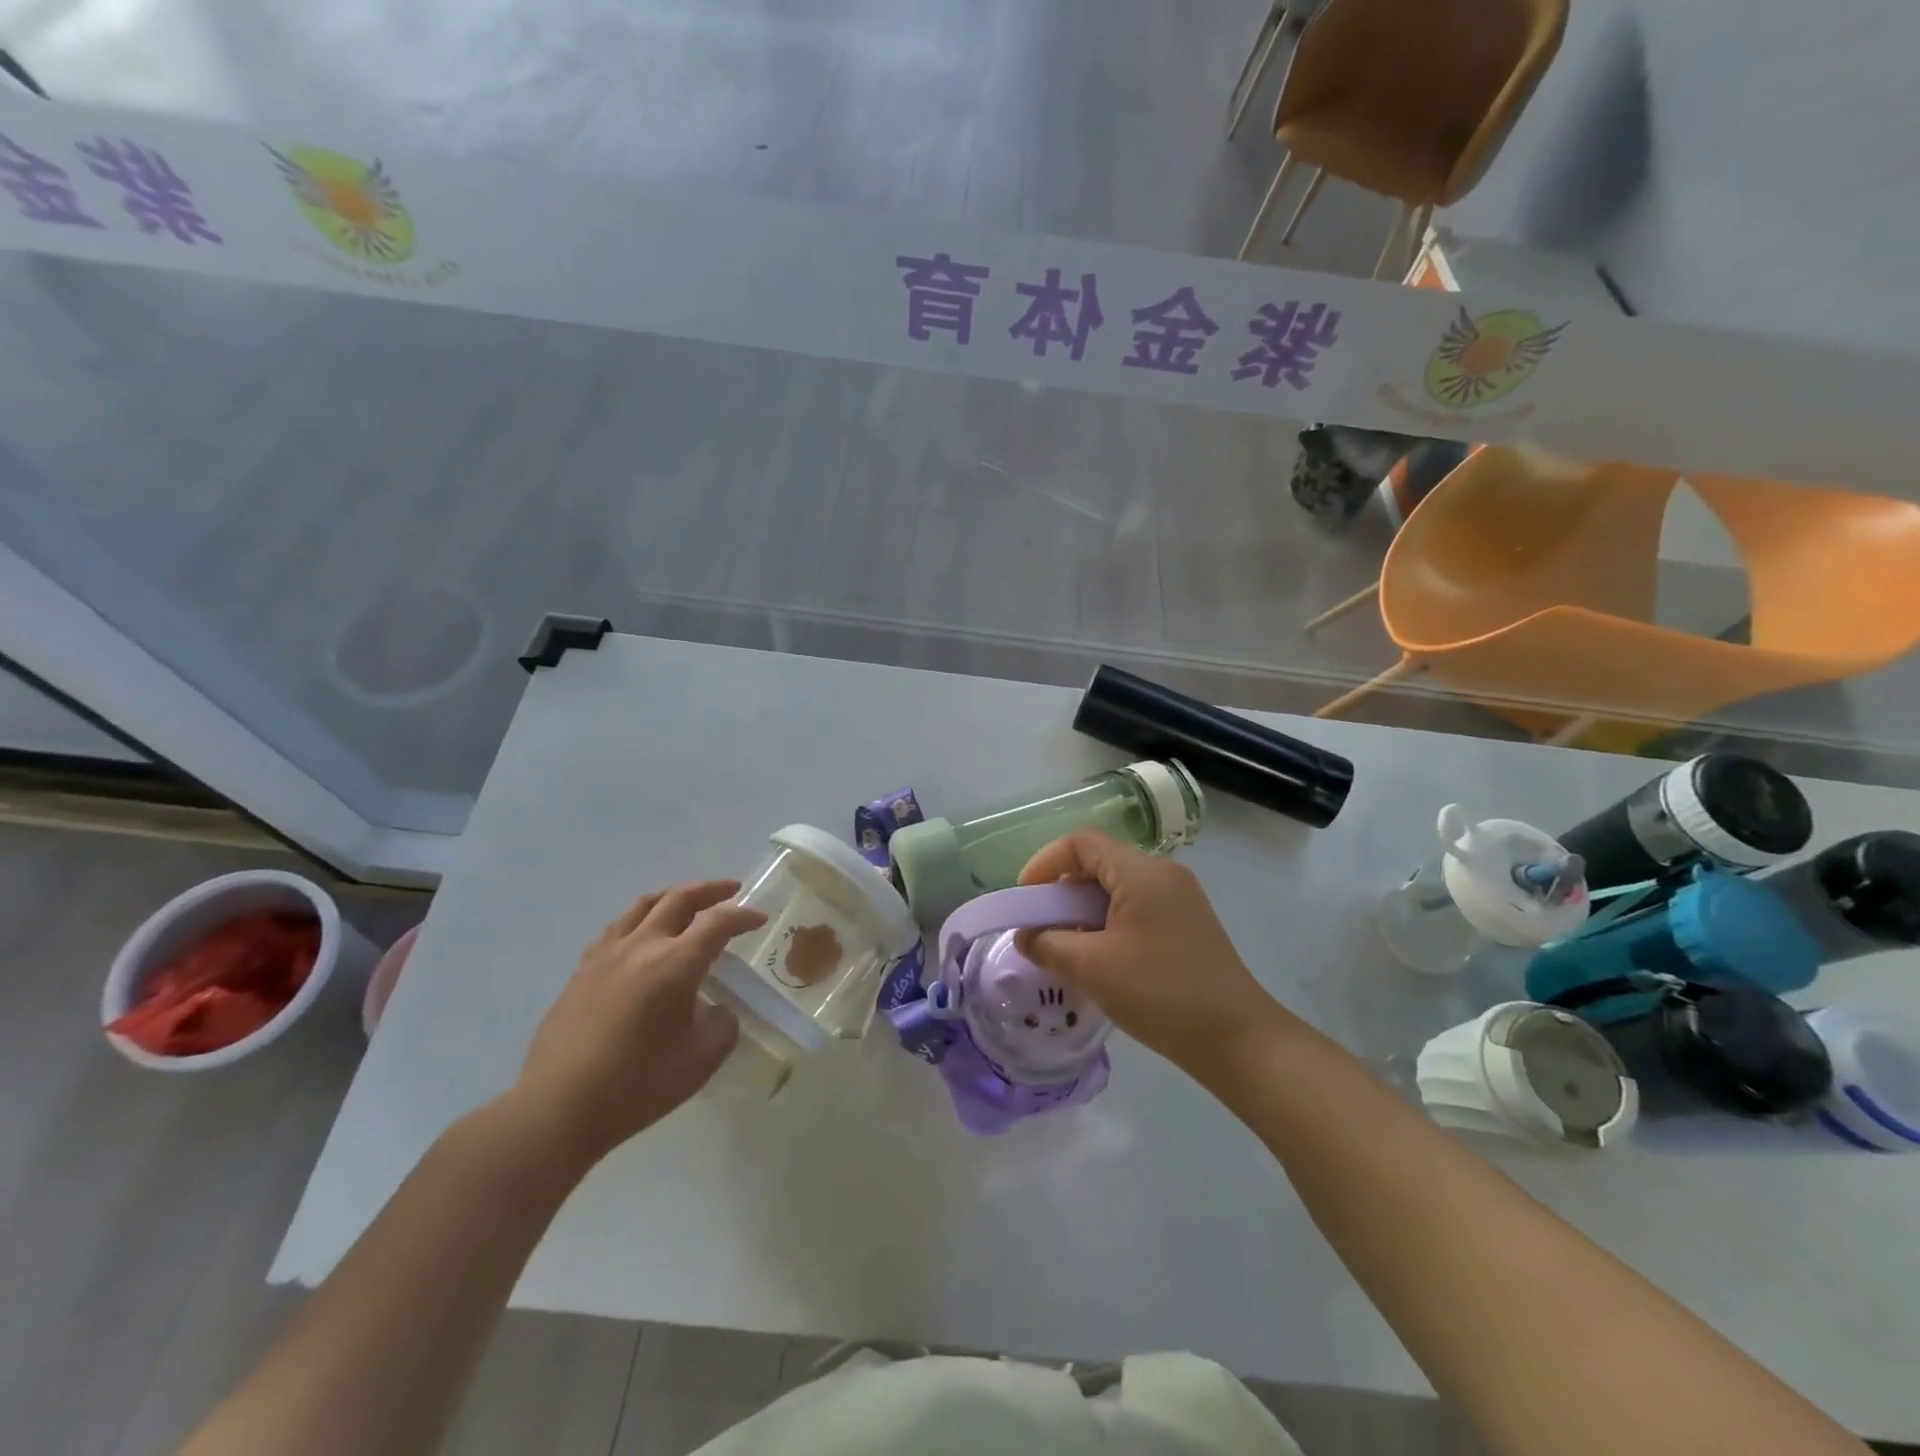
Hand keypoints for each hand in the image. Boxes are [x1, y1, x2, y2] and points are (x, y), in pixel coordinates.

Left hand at [510, 880, 764, 1168]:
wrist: (558, 1108)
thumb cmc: (637, 1086)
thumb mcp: (701, 1060)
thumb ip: (722, 1025)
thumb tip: (716, 1008)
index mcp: (676, 964)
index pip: (718, 922)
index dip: (743, 916)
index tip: (759, 920)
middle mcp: (642, 946)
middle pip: (679, 899)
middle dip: (711, 890)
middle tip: (731, 890)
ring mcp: (607, 955)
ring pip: (643, 905)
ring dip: (673, 896)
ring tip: (687, 901)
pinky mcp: (582, 970)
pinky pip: (617, 927)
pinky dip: (640, 918)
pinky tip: (641, 933)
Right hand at [1018, 833, 1295, 1079]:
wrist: (1237, 1039)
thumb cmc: (1160, 994)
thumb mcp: (1093, 968)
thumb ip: (1049, 944)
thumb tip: (1026, 936)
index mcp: (1141, 872)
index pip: (1082, 842)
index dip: (1045, 863)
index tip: (1026, 899)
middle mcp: (1163, 874)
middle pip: (1099, 862)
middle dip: (1062, 890)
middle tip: (1042, 925)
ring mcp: (1180, 898)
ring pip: (1117, 886)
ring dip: (1084, 909)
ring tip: (1066, 946)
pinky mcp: (1188, 922)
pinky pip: (1136, 906)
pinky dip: (1108, 922)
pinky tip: (1100, 958)